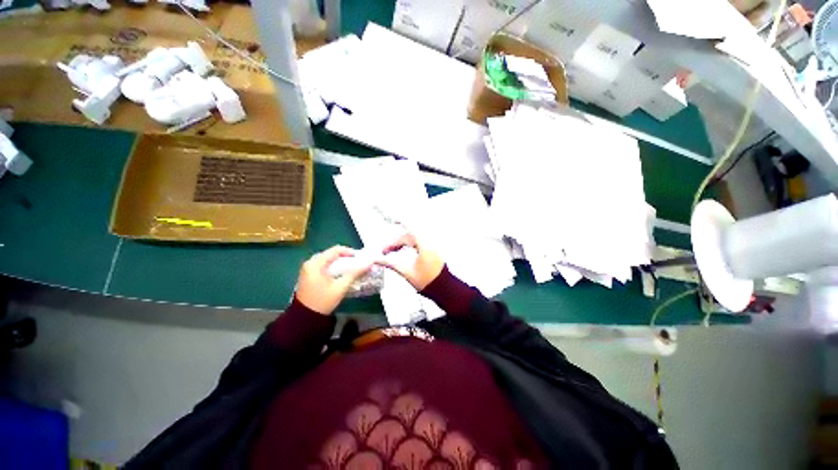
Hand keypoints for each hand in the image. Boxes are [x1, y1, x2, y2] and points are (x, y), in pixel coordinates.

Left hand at [295, 246, 372, 314]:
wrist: (305, 319)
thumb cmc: (323, 301)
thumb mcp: (341, 286)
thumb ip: (355, 273)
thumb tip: (369, 262)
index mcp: (316, 263)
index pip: (336, 250)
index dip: (350, 252)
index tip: (361, 258)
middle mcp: (310, 263)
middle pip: (332, 254)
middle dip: (347, 258)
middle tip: (359, 264)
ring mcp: (309, 269)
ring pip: (329, 261)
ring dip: (341, 264)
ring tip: (353, 269)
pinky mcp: (309, 276)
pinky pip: (325, 267)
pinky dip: (335, 268)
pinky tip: (343, 275)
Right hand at [378, 233, 443, 290]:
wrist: (442, 289)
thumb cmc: (426, 281)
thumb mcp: (406, 271)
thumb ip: (391, 263)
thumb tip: (377, 259)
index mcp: (424, 244)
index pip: (409, 232)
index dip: (398, 229)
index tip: (391, 227)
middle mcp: (429, 242)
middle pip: (409, 237)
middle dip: (396, 242)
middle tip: (385, 250)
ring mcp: (432, 246)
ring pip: (414, 240)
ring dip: (402, 243)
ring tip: (391, 251)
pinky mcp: (433, 251)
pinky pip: (419, 243)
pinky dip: (409, 245)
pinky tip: (402, 250)